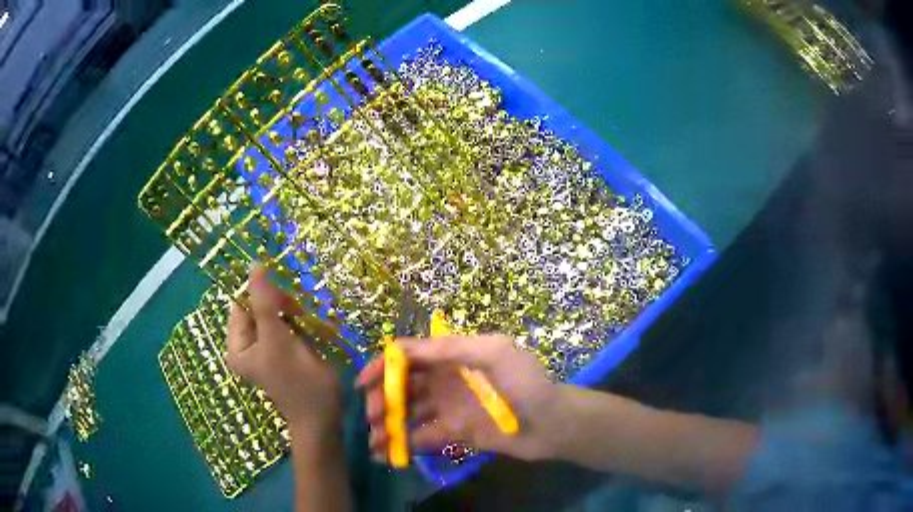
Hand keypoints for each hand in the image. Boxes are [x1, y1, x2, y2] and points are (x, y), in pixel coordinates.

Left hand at [226, 266, 341, 435]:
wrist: (324, 417)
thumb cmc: (298, 381)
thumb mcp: (278, 339)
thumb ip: (265, 302)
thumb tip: (254, 264)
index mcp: (237, 345)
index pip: (242, 304)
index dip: (260, 293)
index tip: (284, 297)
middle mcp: (248, 346)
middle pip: (258, 308)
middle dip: (279, 305)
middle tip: (298, 315)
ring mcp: (266, 349)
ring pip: (275, 315)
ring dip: (291, 313)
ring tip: (306, 326)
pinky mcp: (283, 352)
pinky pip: (286, 326)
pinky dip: (298, 323)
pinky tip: (309, 332)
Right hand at [357, 335, 562, 461]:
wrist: (553, 423)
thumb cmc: (526, 383)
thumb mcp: (493, 352)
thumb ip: (451, 347)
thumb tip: (402, 349)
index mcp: (453, 358)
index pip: (409, 357)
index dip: (383, 366)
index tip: (364, 383)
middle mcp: (445, 382)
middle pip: (403, 387)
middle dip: (383, 398)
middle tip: (372, 416)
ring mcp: (449, 410)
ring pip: (408, 415)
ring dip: (387, 425)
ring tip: (372, 441)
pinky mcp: (455, 435)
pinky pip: (423, 439)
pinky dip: (403, 447)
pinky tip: (386, 456)